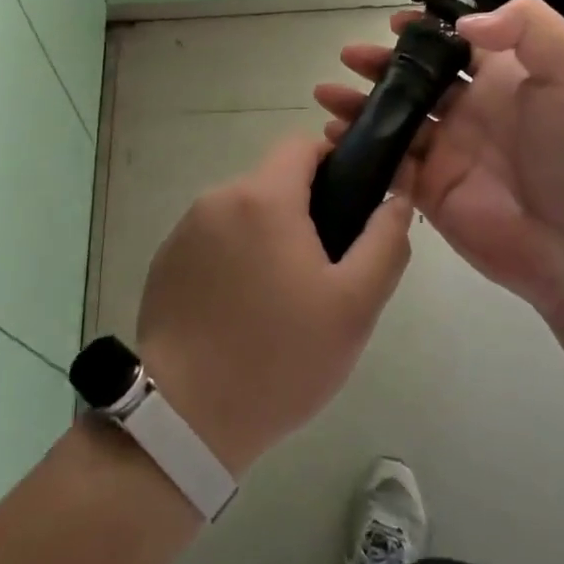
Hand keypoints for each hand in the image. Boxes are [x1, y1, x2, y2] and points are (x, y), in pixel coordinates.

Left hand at [135, 135, 413, 477]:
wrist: (186, 418)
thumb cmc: (280, 358)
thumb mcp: (354, 305)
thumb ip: (385, 241)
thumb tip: (397, 196)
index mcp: (263, 197)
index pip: (302, 144)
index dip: (335, 161)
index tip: (352, 203)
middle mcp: (218, 198)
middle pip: (274, 181)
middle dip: (304, 210)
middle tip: (325, 270)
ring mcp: (185, 230)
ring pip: (244, 213)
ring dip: (268, 237)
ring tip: (283, 298)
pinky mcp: (166, 261)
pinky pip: (214, 240)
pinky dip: (235, 258)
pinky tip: (242, 310)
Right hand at [314, 0, 563, 323]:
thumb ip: (526, 27)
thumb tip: (462, 23)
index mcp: (504, 78)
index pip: (457, 43)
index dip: (426, 31)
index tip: (395, 23)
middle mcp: (471, 110)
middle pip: (416, 79)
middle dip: (381, 65)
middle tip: (349, 56)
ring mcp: (448, 151)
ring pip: (394, 118)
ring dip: (360, 103)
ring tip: (326, 93)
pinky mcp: (430, 190)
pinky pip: (387, 162)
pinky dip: (360, 147)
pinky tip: (334, 134)